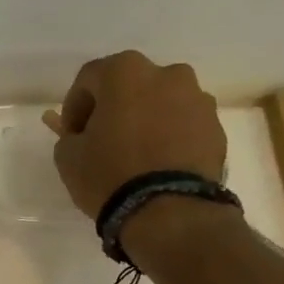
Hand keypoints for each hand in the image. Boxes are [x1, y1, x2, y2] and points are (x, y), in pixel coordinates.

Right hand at [40, 51, 227, 218]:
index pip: (89, 78)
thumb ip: (69, 136)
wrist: (169, 212)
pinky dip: (169, 138)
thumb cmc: (110, 175)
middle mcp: (167, 74)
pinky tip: (159, 165)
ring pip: (161, 103)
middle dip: (113, 109)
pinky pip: (184, 126)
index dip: (74, 106)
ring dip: (145, 121)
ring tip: (135, 155)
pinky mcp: (216, 128)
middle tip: (102, 141)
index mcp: (126, 72)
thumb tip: (81, 136)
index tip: (70, 135)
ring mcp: (198, 99)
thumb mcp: (68, 158)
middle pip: (130, 85)